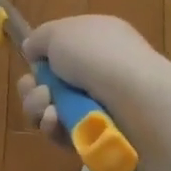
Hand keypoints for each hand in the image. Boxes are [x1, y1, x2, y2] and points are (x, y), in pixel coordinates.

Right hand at [17, 15, 160, 142]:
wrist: (137, 102)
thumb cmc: (97, 56)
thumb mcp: (58, 33)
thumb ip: (39, 39)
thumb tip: (32, 51)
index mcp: (95, 37)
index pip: (61, 47)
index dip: (42, 56)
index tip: (33, 62)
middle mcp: (100, 69)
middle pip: (52, 81)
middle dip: (34, 88)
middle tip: (39, 93)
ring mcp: (102, 104)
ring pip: (54, 109)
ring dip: (40, 109)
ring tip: (48, 110)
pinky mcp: (100, 137)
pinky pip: (67, 134)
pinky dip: (56, 130)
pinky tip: (56, 124)